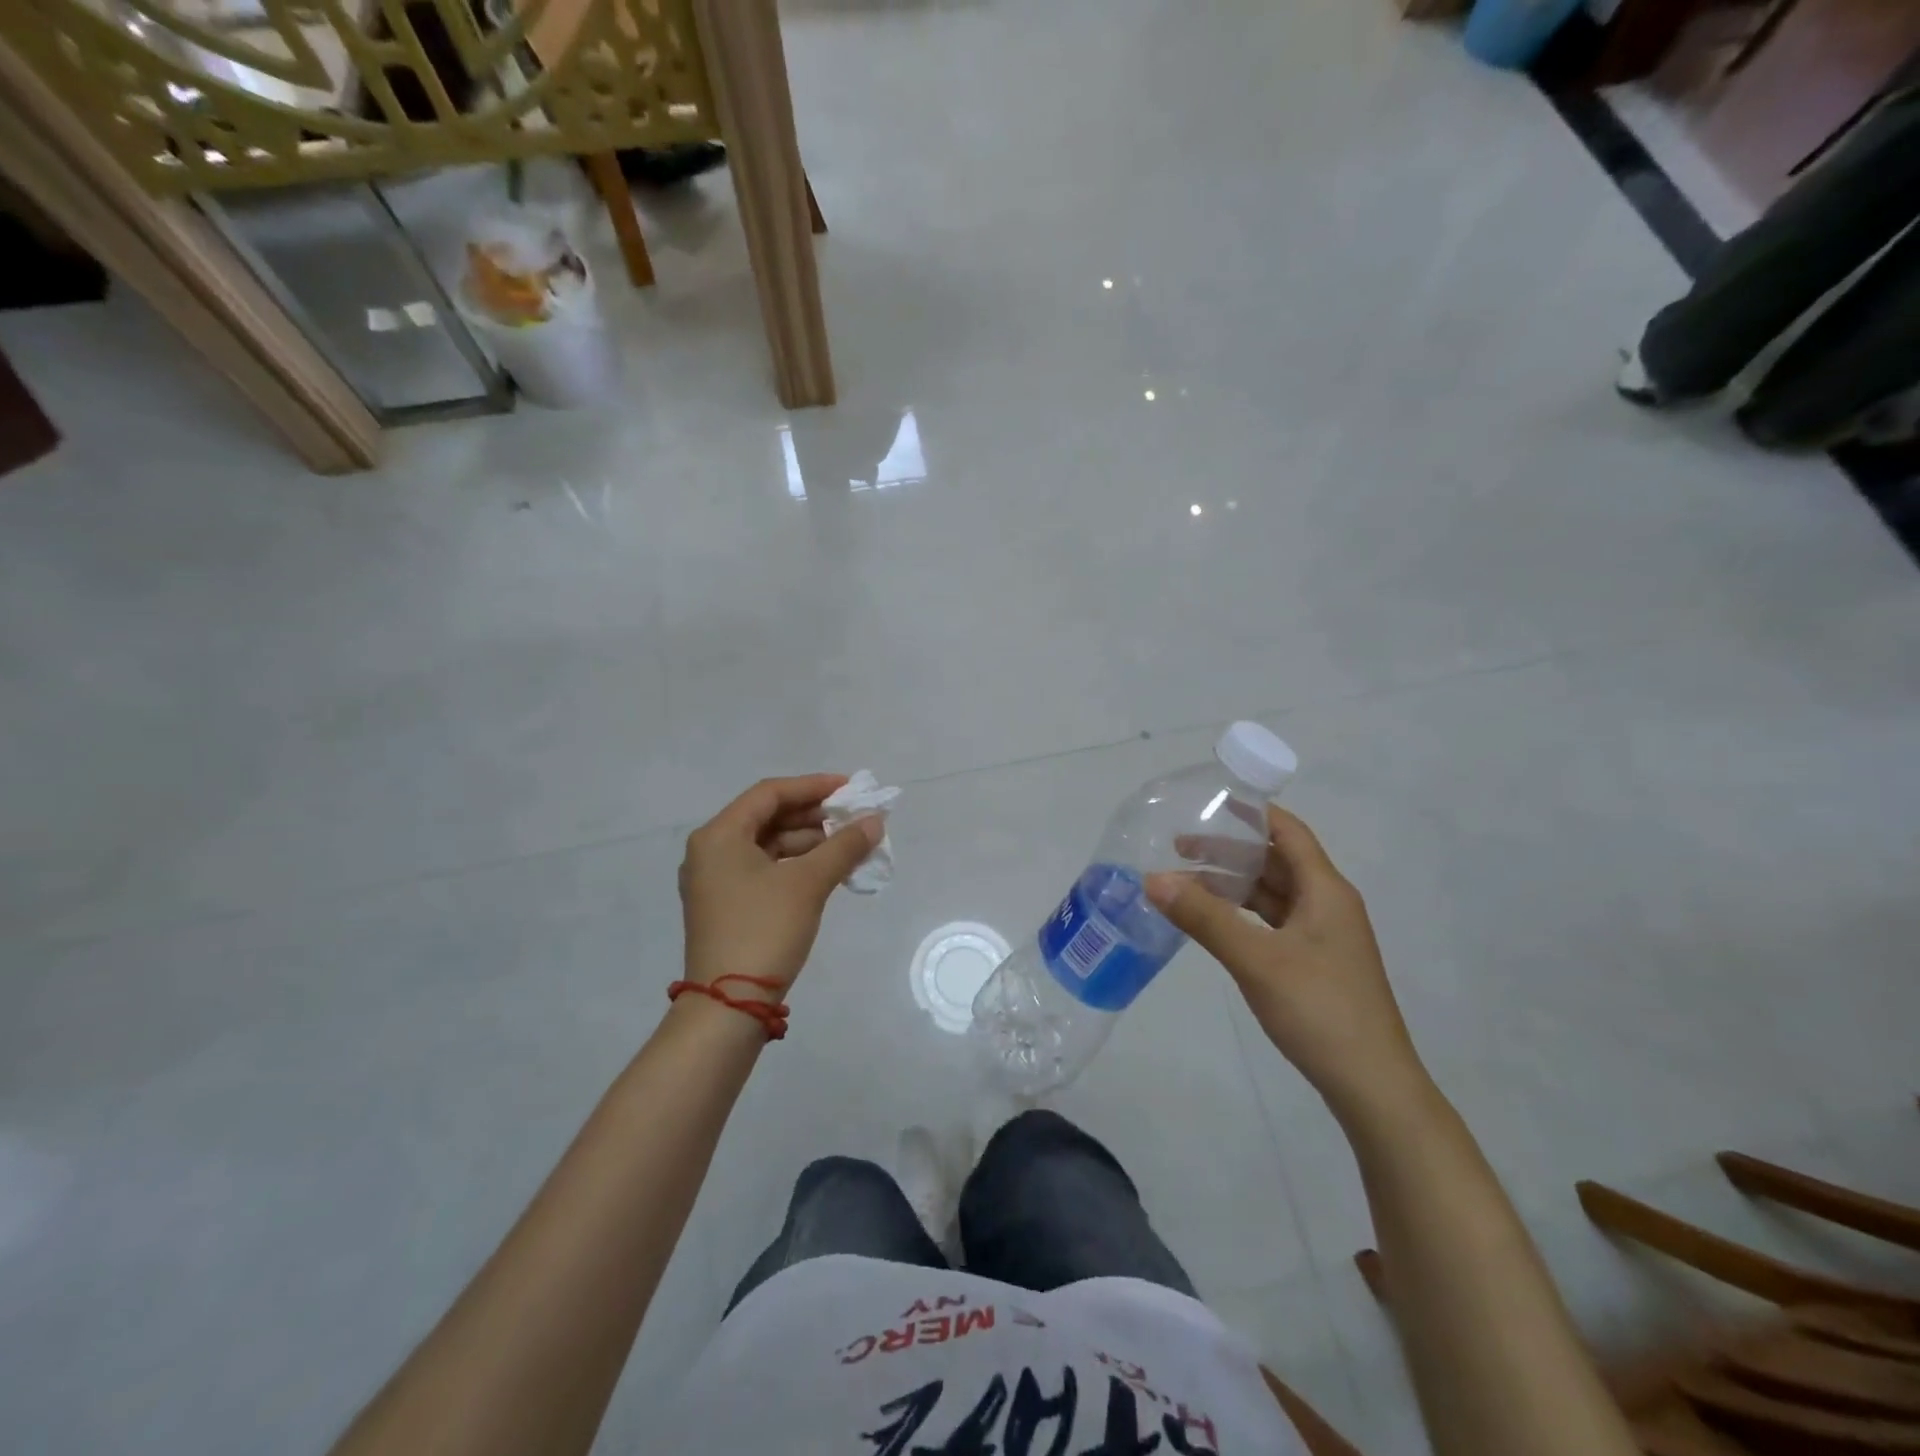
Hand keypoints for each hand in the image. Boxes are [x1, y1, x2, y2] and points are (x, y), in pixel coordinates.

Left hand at [679, 774, 882, 994]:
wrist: (729, 1006)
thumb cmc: (764, 930)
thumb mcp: (808, 883)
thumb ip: (844, 846)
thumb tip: (875, 821)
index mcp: (719, 835)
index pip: (770, 794)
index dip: (813, 786)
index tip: (850, 789)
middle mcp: (711, 851)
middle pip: (768, 817)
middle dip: (815, 816)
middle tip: (854, 818)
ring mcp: (716, 880)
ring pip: (769, 845)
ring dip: (810, 842)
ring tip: (850, 846)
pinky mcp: (727, 904)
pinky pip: (765, 869)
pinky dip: (797, 865)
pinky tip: (829, 870)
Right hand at [1145, 806, 1431, 1124]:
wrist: (1372, 1086)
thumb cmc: (1319, 1010)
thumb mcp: (1256, 960)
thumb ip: (1204, 917)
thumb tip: (1152, 878)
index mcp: (1326, 890)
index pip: (1287, 832)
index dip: (1251, 813)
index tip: (1208, 801)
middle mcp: (1328, 905)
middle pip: (1276, 862)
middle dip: (1229, 851)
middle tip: (1178, 846)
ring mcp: (1323, 936)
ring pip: (1273, 895)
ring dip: (1234, 885)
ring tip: (1186, 881)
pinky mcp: (1315, 964)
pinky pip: (1273, 922)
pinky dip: (1243, 914)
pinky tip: (1214, 922)